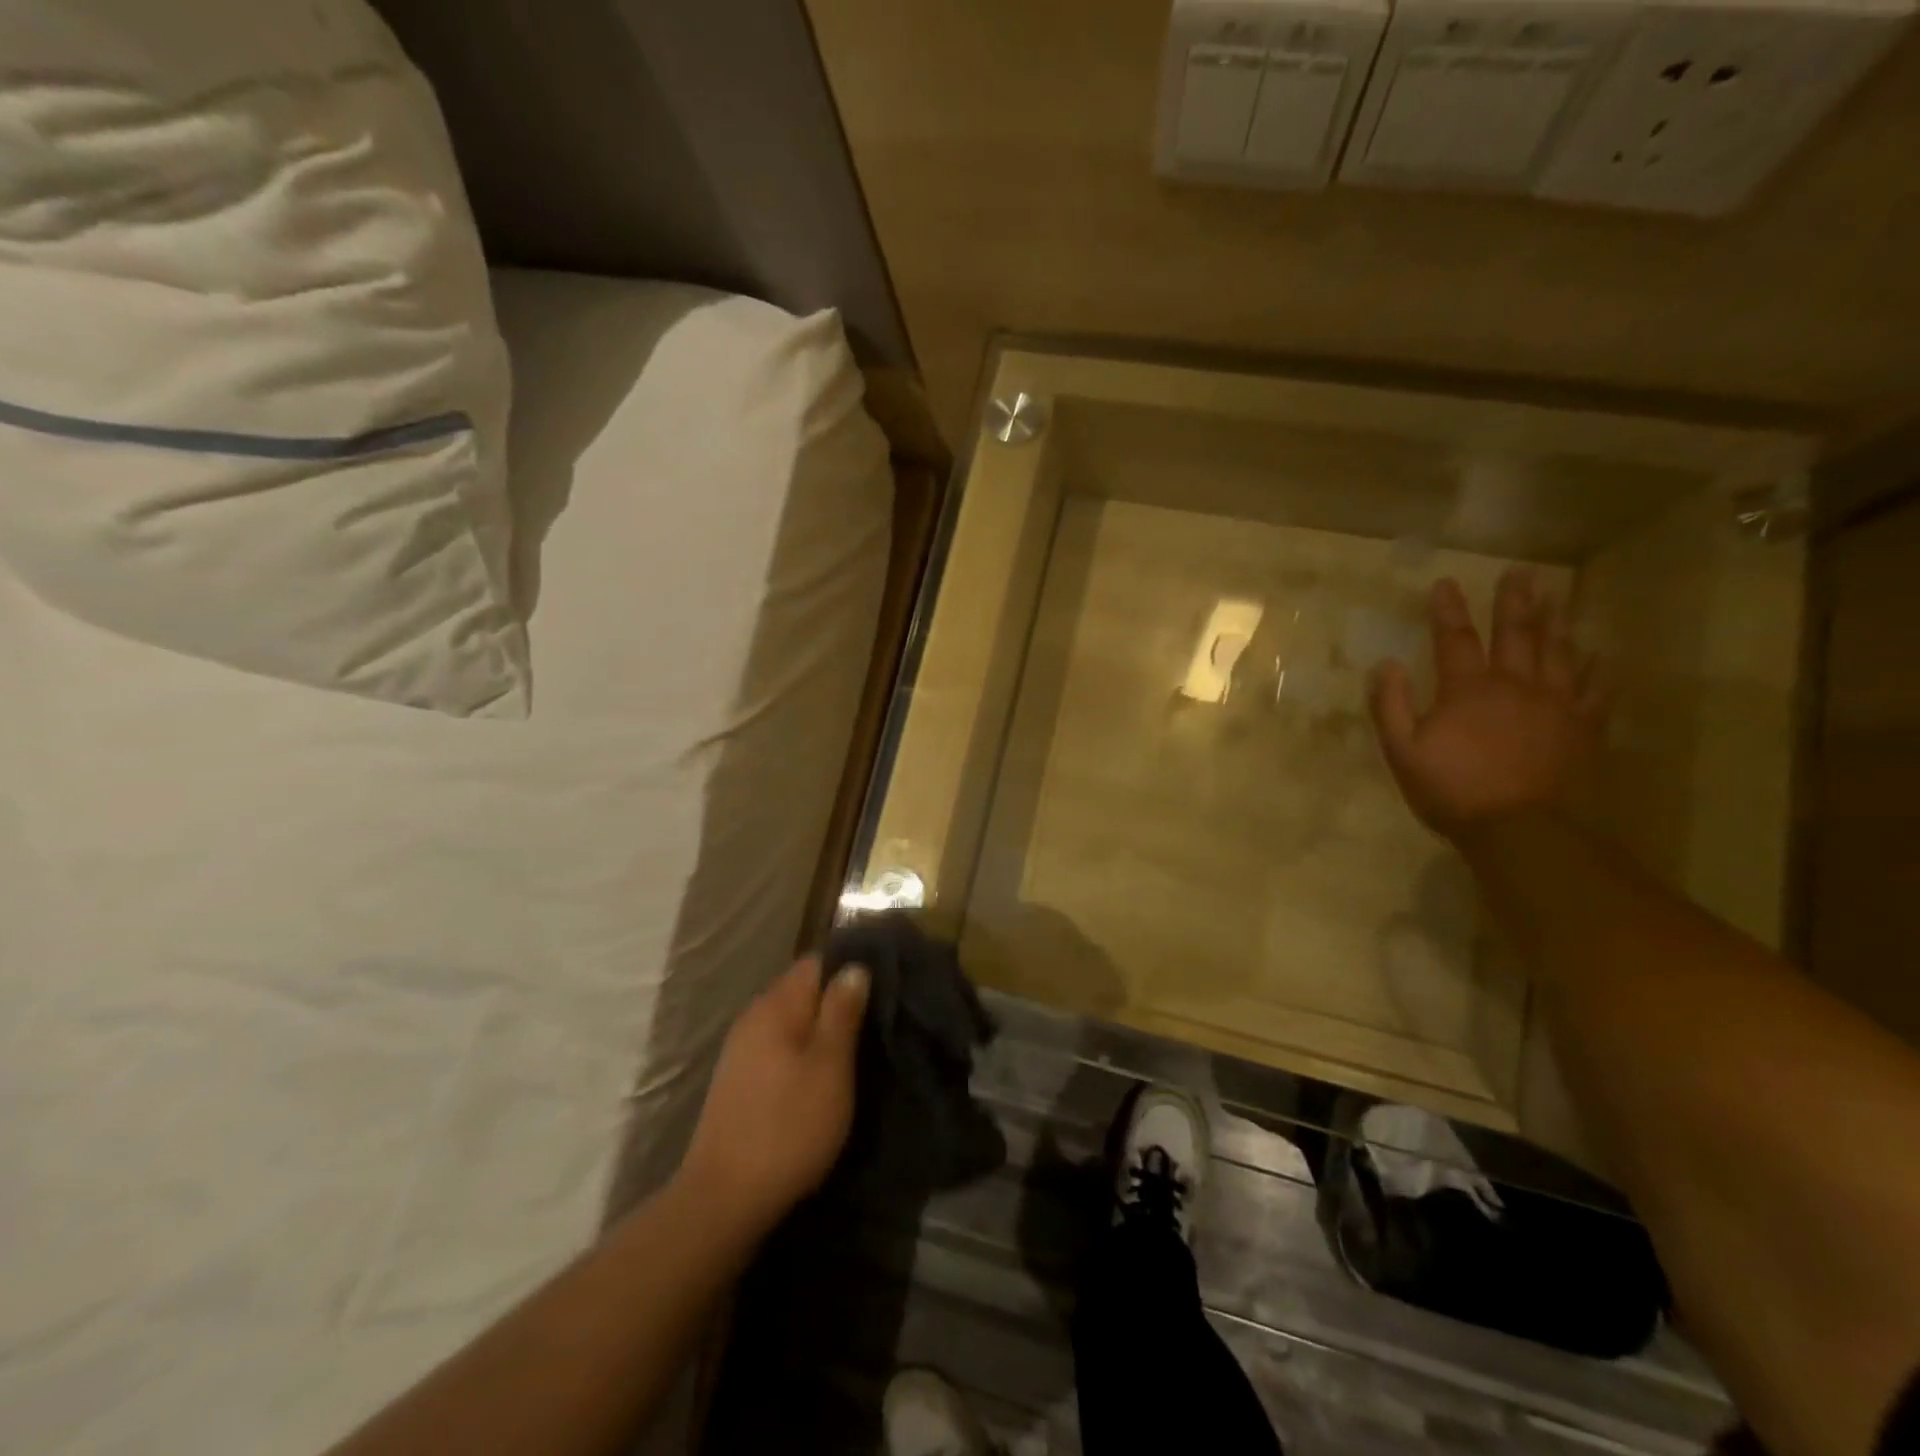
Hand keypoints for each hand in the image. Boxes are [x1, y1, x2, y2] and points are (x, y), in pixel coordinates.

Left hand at [676, 957, 869, 1239]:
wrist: (724, 1199)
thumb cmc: (788, 1126)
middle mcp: (754, 1017)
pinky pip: (779, 1046)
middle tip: (877, 1019)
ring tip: (857, 1047)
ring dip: (821, 1028)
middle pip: (803, 990)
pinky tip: (823, 1074)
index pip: (816, 961)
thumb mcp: (830, 1066)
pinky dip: (804, 1051)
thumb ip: (842, 1011)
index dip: (850, 966)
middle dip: (838, 999)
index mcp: (776, 1005)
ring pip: (792, 1021)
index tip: (883, 983)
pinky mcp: (739, 1080)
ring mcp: (742, 1049)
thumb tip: (854, 966)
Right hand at [1369, 568, 1606, 841]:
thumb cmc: (1453, 790)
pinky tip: (1601, 653)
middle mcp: (1515, 685)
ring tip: (1557, 597)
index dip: (1448, 609)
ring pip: (1559, 652)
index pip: (1455, 638)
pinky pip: (1597, 689)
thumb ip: (1390, 705)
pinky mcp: (1585, 727)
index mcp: (1467, 690)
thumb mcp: (1402, 751)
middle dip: (1514, 601)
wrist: (1523, 830)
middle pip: (1516, 634)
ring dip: (1556, 622)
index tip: (1445, 582)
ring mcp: (1557, 704)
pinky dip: (1598, 668)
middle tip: (1522, 572)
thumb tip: (1386, 665)